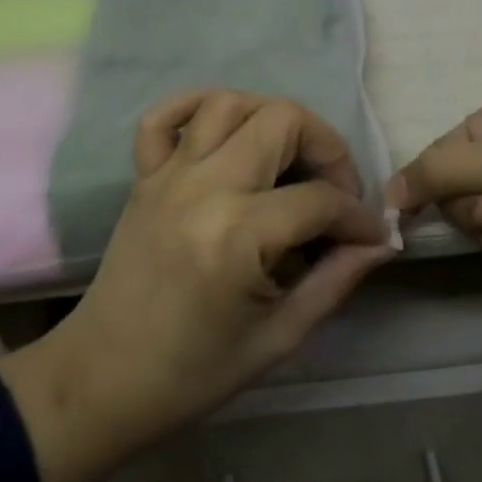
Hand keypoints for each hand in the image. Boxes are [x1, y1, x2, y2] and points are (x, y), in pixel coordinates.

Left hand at [0, 89, 394, 481]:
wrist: (102, 379)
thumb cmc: (193, 372)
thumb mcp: (278, 339)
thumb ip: (334, 281)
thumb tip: (379, 241)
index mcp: (238, 235)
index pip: (320, 199)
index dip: (358, 216)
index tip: (372, 234)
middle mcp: (204, 186)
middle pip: (281, 120)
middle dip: (325, 147)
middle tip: (334, 188)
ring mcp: (168, 173)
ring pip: (229, 102)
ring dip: (270, 118)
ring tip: (287, 157)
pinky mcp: (143, 174)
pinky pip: (163, 115)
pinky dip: (195, 106)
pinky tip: (223, 130)